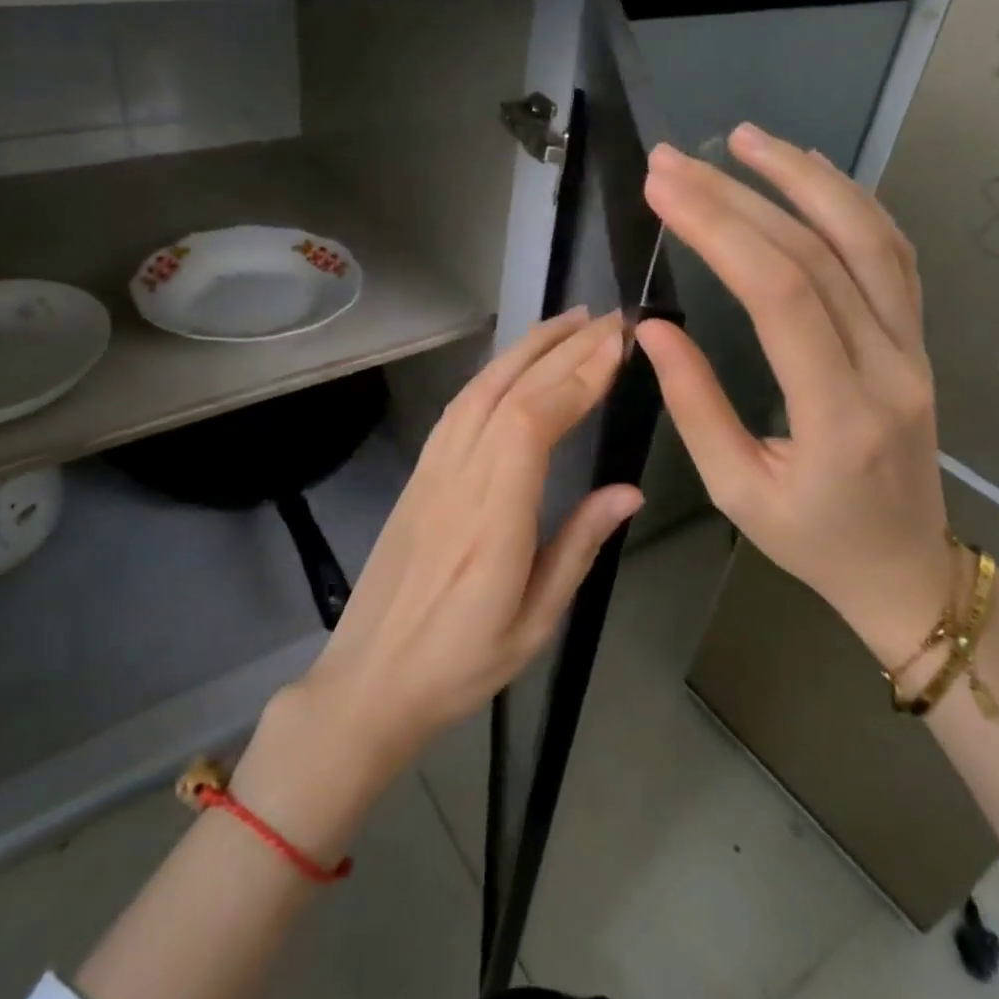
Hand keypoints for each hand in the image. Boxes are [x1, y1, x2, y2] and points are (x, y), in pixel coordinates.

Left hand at [298, 308, 640, 777]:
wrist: (369, 680)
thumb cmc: (459, 664)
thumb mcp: (535, 622)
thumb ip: (578, 546)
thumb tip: (629, 490)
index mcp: (492, 516)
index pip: (533, 419)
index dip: (576, 374)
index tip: (619, 344)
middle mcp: (458, 476)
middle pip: (510, 390)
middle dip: (564, 346)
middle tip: (611, 318)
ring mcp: (432, 469)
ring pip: (480, 387)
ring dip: (526, 347)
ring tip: (570, 323)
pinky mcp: (419, 473)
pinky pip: (459, 406)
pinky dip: (493, 372)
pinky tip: (515, 364)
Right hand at [634, 124, 951, 660]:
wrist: (905, 567)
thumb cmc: (812, 540)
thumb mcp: (736, 491)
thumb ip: (695, 406)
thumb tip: (653, 328)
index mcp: (839, 414)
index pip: (781, 296)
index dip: (720, 230)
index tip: (663, 189)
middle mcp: (888, 367)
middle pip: (816, 253)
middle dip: (737, 195)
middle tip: (672, 161)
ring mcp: (913, 347)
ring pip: (869, 238)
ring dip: (804, 177)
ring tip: (745, 138)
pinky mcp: (915, 338)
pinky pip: (892, 255)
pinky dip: (850, 201)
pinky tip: (809, 171)